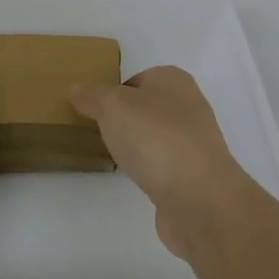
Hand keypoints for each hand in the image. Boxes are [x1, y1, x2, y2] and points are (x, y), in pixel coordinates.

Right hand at [70, 66, 260, 259]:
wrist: (199, 199)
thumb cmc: (154, 138)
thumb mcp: (111, 104)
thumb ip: (92, 94)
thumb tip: (78, 89)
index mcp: (173, 80)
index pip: (136, 79)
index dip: (112, 92)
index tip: (91, 111)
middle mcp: (189, 106)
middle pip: (146, 108)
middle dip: (123, 120)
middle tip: (98, 132)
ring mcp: (195, 144)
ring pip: (155, 137)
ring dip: (137, 146)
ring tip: (113, 157)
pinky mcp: (195, 177)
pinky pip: (163, 166)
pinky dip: (148, 170)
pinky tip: (134, 179)